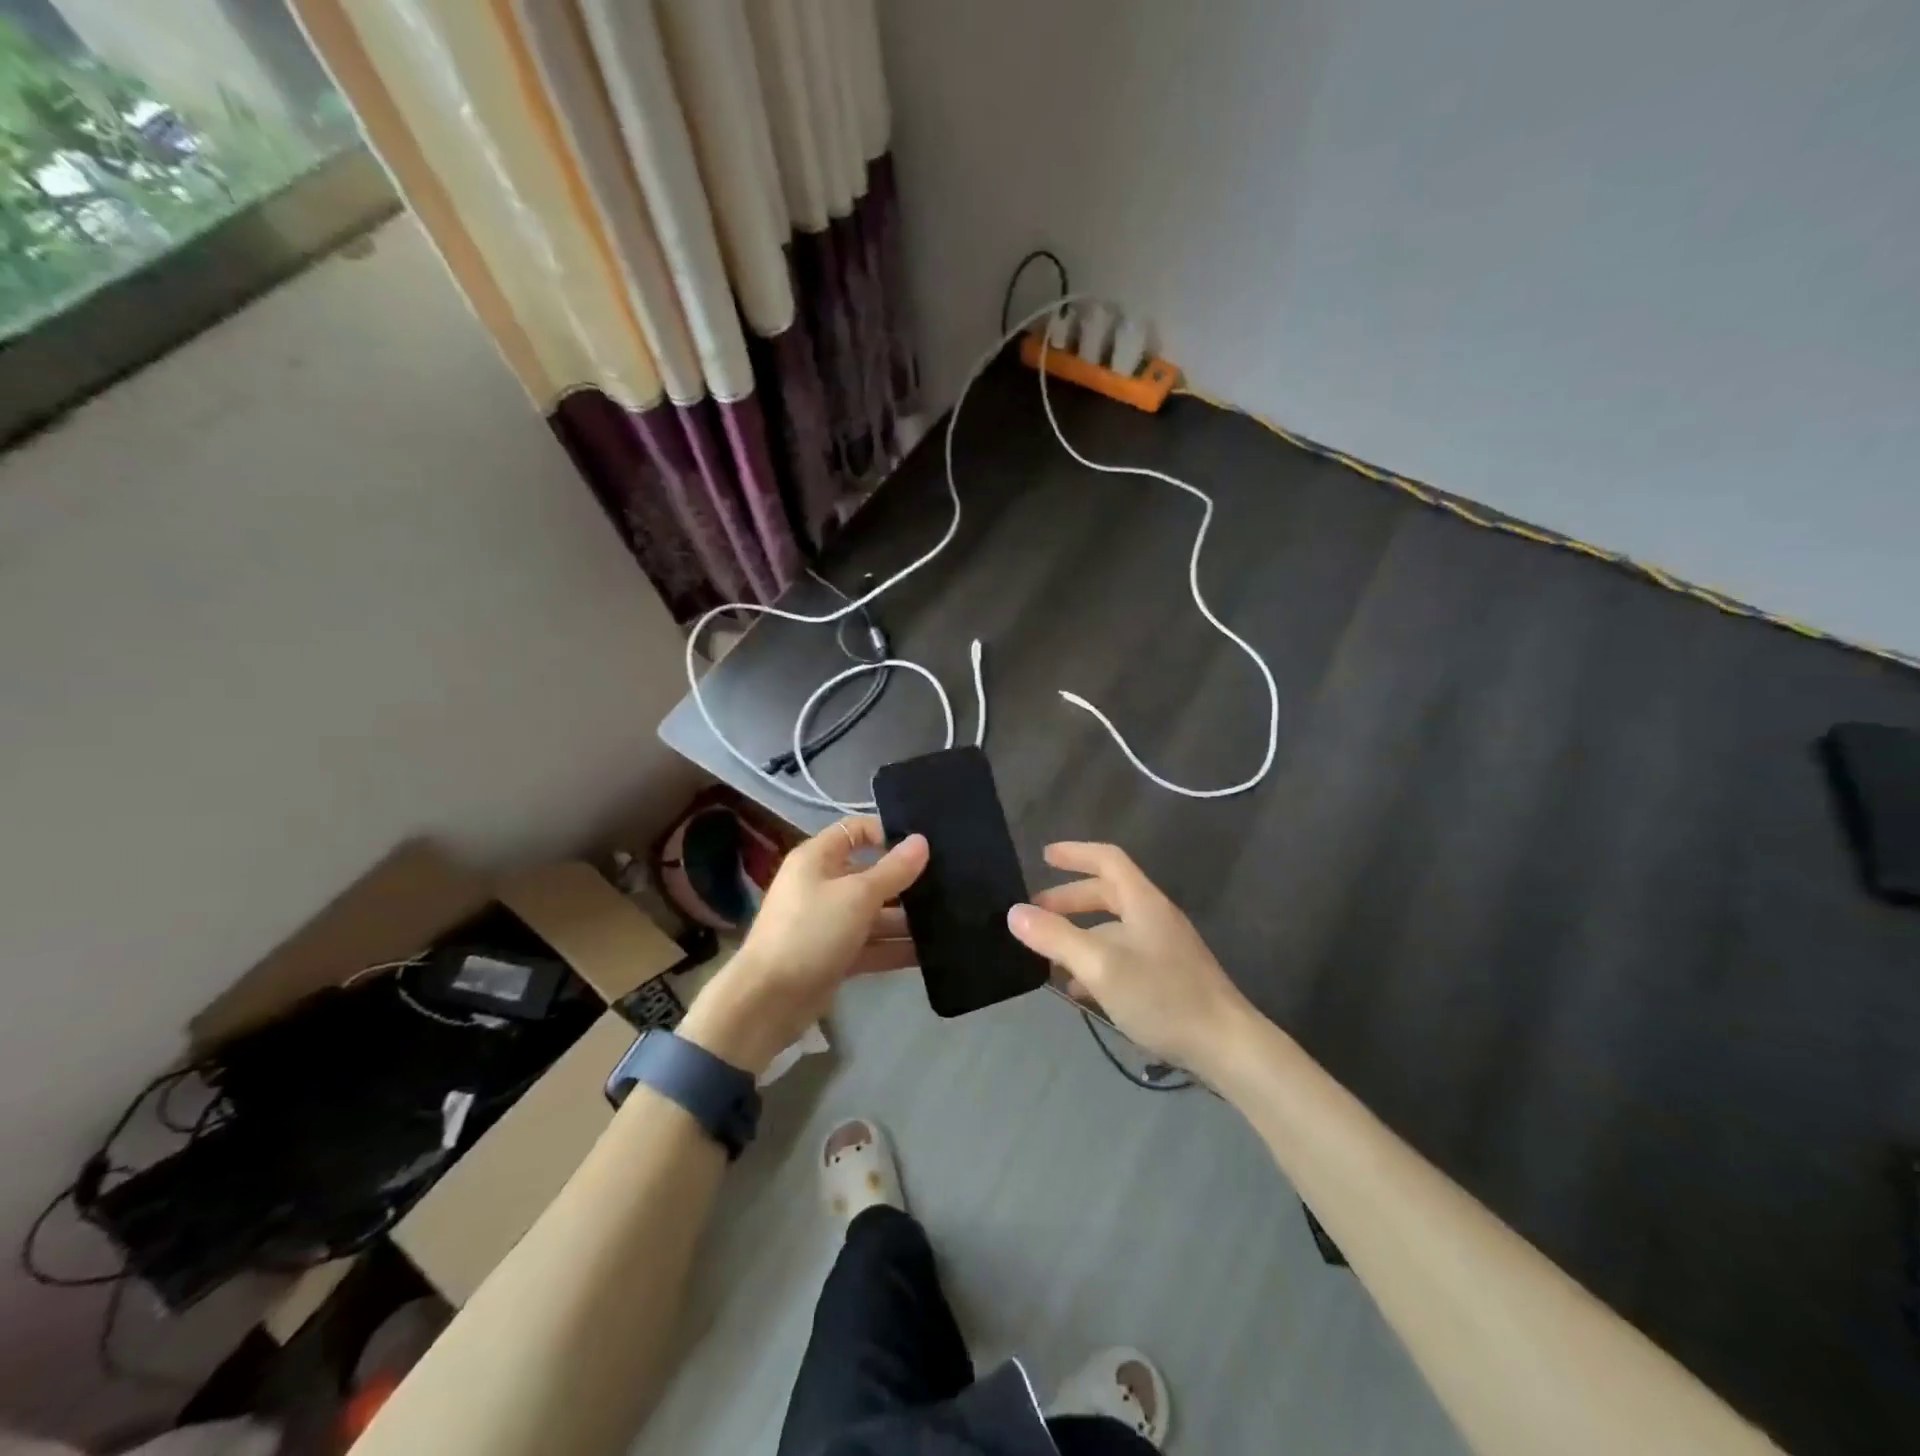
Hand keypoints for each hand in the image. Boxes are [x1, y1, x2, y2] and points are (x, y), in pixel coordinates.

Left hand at [678, 817, 927, 1073]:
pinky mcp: (835, 956)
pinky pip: (871, 945)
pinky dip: (895, 948)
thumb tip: (922, 840)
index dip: (886, 833)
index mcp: (817, 859)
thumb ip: (893, 870)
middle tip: (946, 886)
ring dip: (905, 919)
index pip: (855, 831)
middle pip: (869, 874)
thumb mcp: (857, 896)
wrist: (768, 1001)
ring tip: (948, 921)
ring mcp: (828, 923)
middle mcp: (822, 885)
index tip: (922, 847)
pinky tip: (930, 953)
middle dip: (904, 881)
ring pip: (873, 913)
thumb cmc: (810, 932)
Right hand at [1007, 842, 1253, 1072]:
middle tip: (1035, 915)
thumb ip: (1056, 937)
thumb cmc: (1162, 995)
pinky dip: (1095, 962)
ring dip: (1078, 934)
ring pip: (1112, 929)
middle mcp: (1154, 918)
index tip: (1044, 856)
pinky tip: (1077, 989)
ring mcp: (1163, 948)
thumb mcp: (1100, 965)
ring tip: (1046, 955)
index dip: (1076, 853)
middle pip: (1107, 894)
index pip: (1108, 859)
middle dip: (1068, 900)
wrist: (1226, 1046)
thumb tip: (1015, 913)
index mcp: (1143, 902)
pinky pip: (1122, 956)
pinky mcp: (1167, 978)